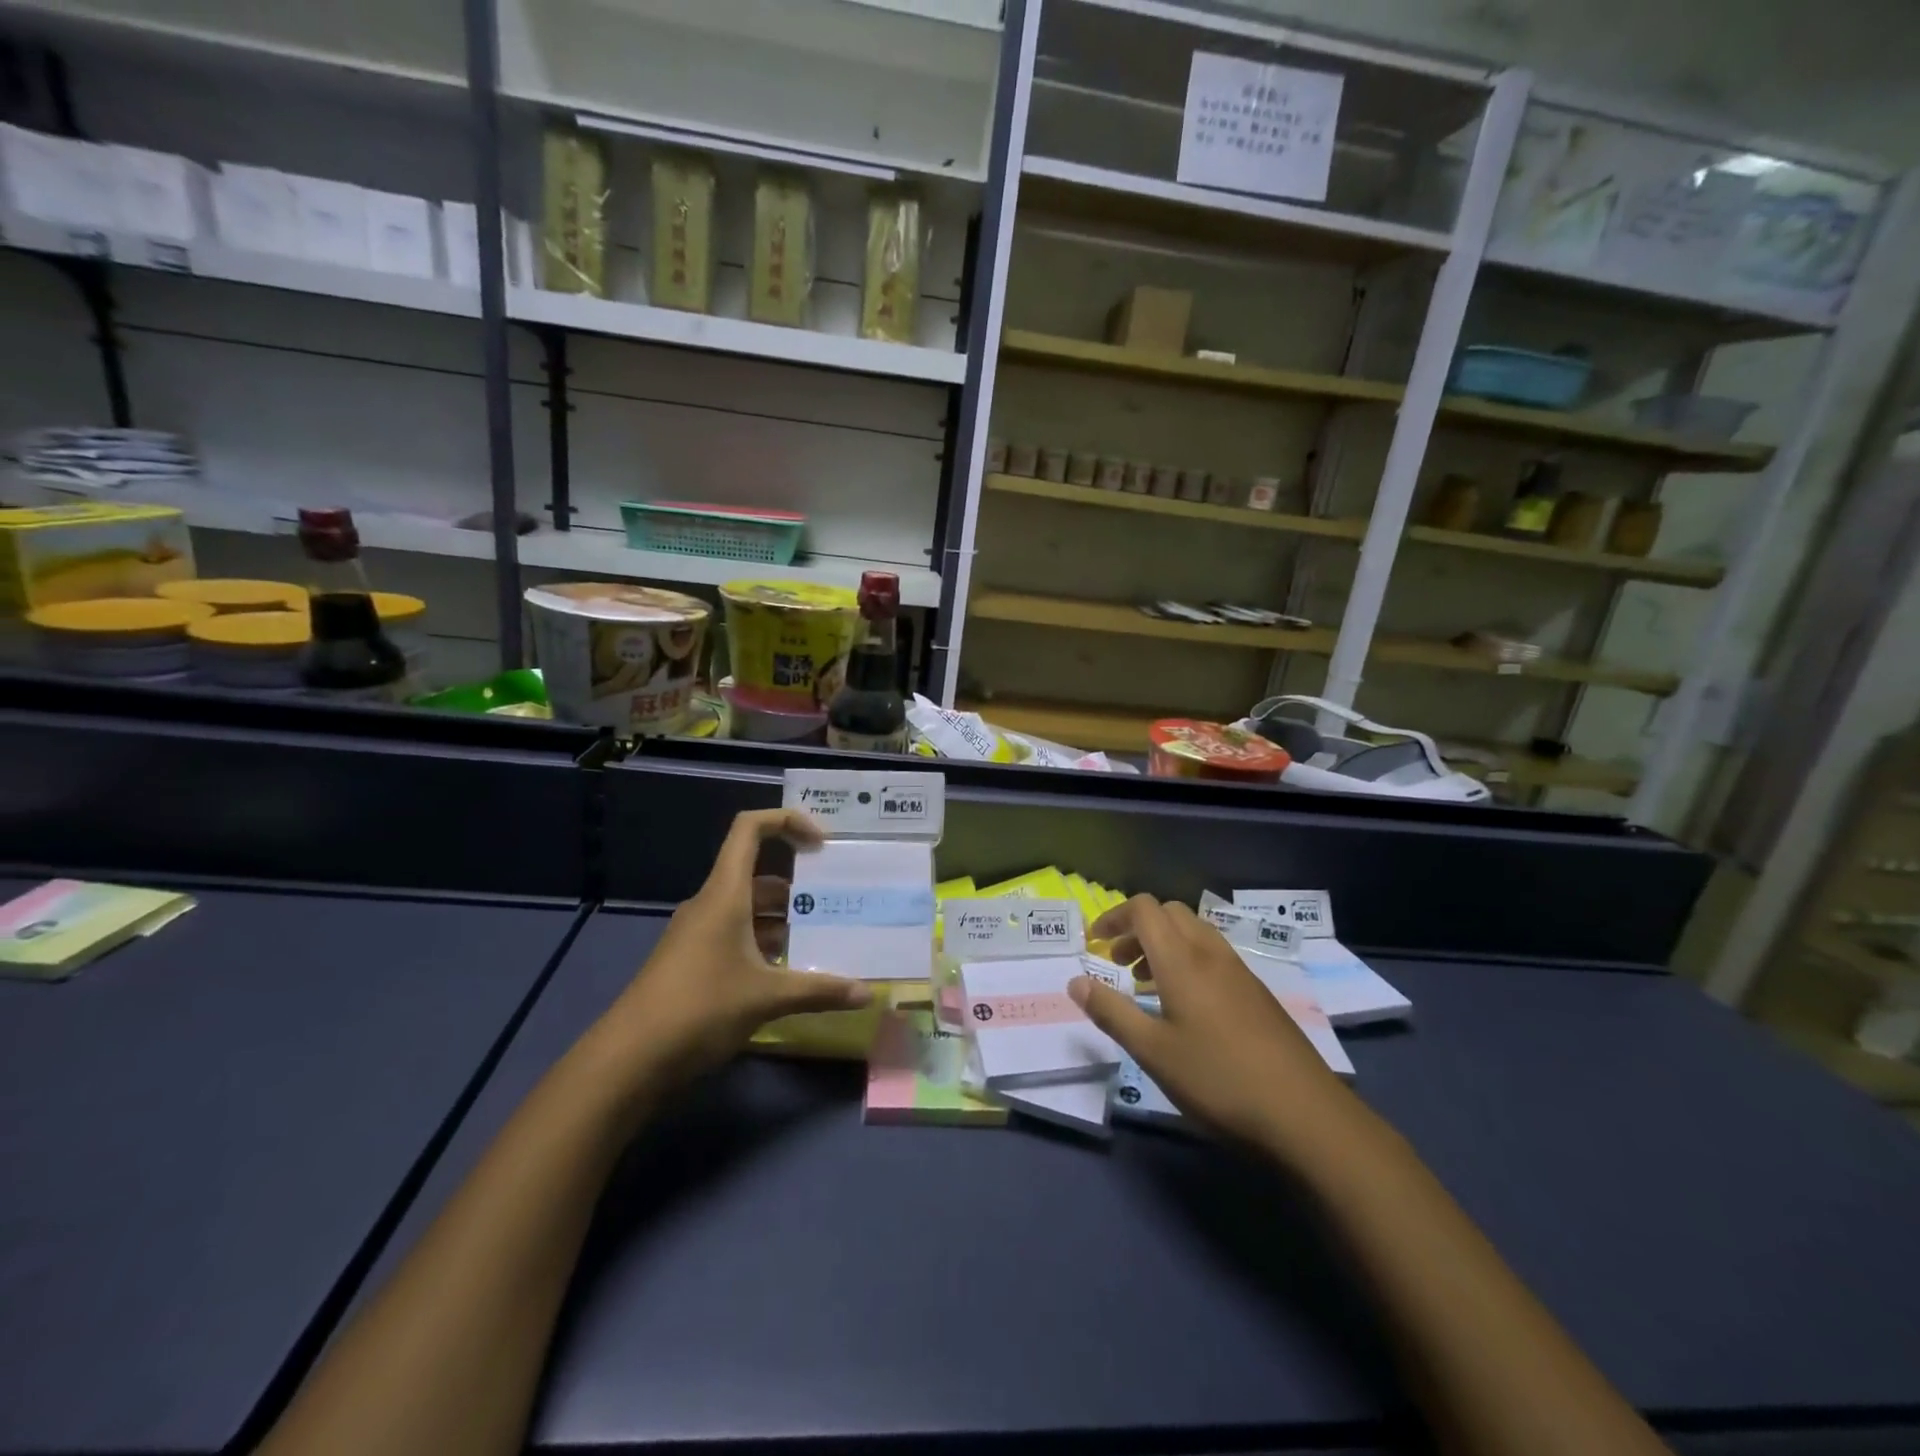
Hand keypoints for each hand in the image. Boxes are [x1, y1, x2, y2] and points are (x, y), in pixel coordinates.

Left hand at [607, 809, 870, 1087]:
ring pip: (748, 910)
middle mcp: (710, 904)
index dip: (787, 822)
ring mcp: (698, 934)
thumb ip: (819, 991)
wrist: (628, 1060)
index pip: (750, 830)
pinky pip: (736, 936)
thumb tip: (867, 993)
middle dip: (798, 886)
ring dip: (783, 920)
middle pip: (758, 874)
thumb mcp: (766, 998)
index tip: (821, 845)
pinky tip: (790, 974)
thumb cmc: (700, 1009)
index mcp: (725, 894)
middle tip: (837, 903)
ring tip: (823, 940)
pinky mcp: (693, 961)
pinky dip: (765, 945)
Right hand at [1071, 895, 1353, 1151]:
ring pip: (1194, 933)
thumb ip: (1111, 1013)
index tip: (1094, 944)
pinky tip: (1185, 1007)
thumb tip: (1075, 982)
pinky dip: (1187, 961)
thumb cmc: (1219, 1080)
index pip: (1144, 909)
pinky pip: (1213, 956)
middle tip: (1118, 963)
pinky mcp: (1258, 994)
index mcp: (1182, 960)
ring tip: (1146, 985)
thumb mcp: (1153, 1052)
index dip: (1114, 916)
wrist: (1305, 1115)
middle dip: (1137, 928)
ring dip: (1163, 944)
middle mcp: (1211, 954)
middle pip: (1170, 913)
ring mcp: (1240, 972)